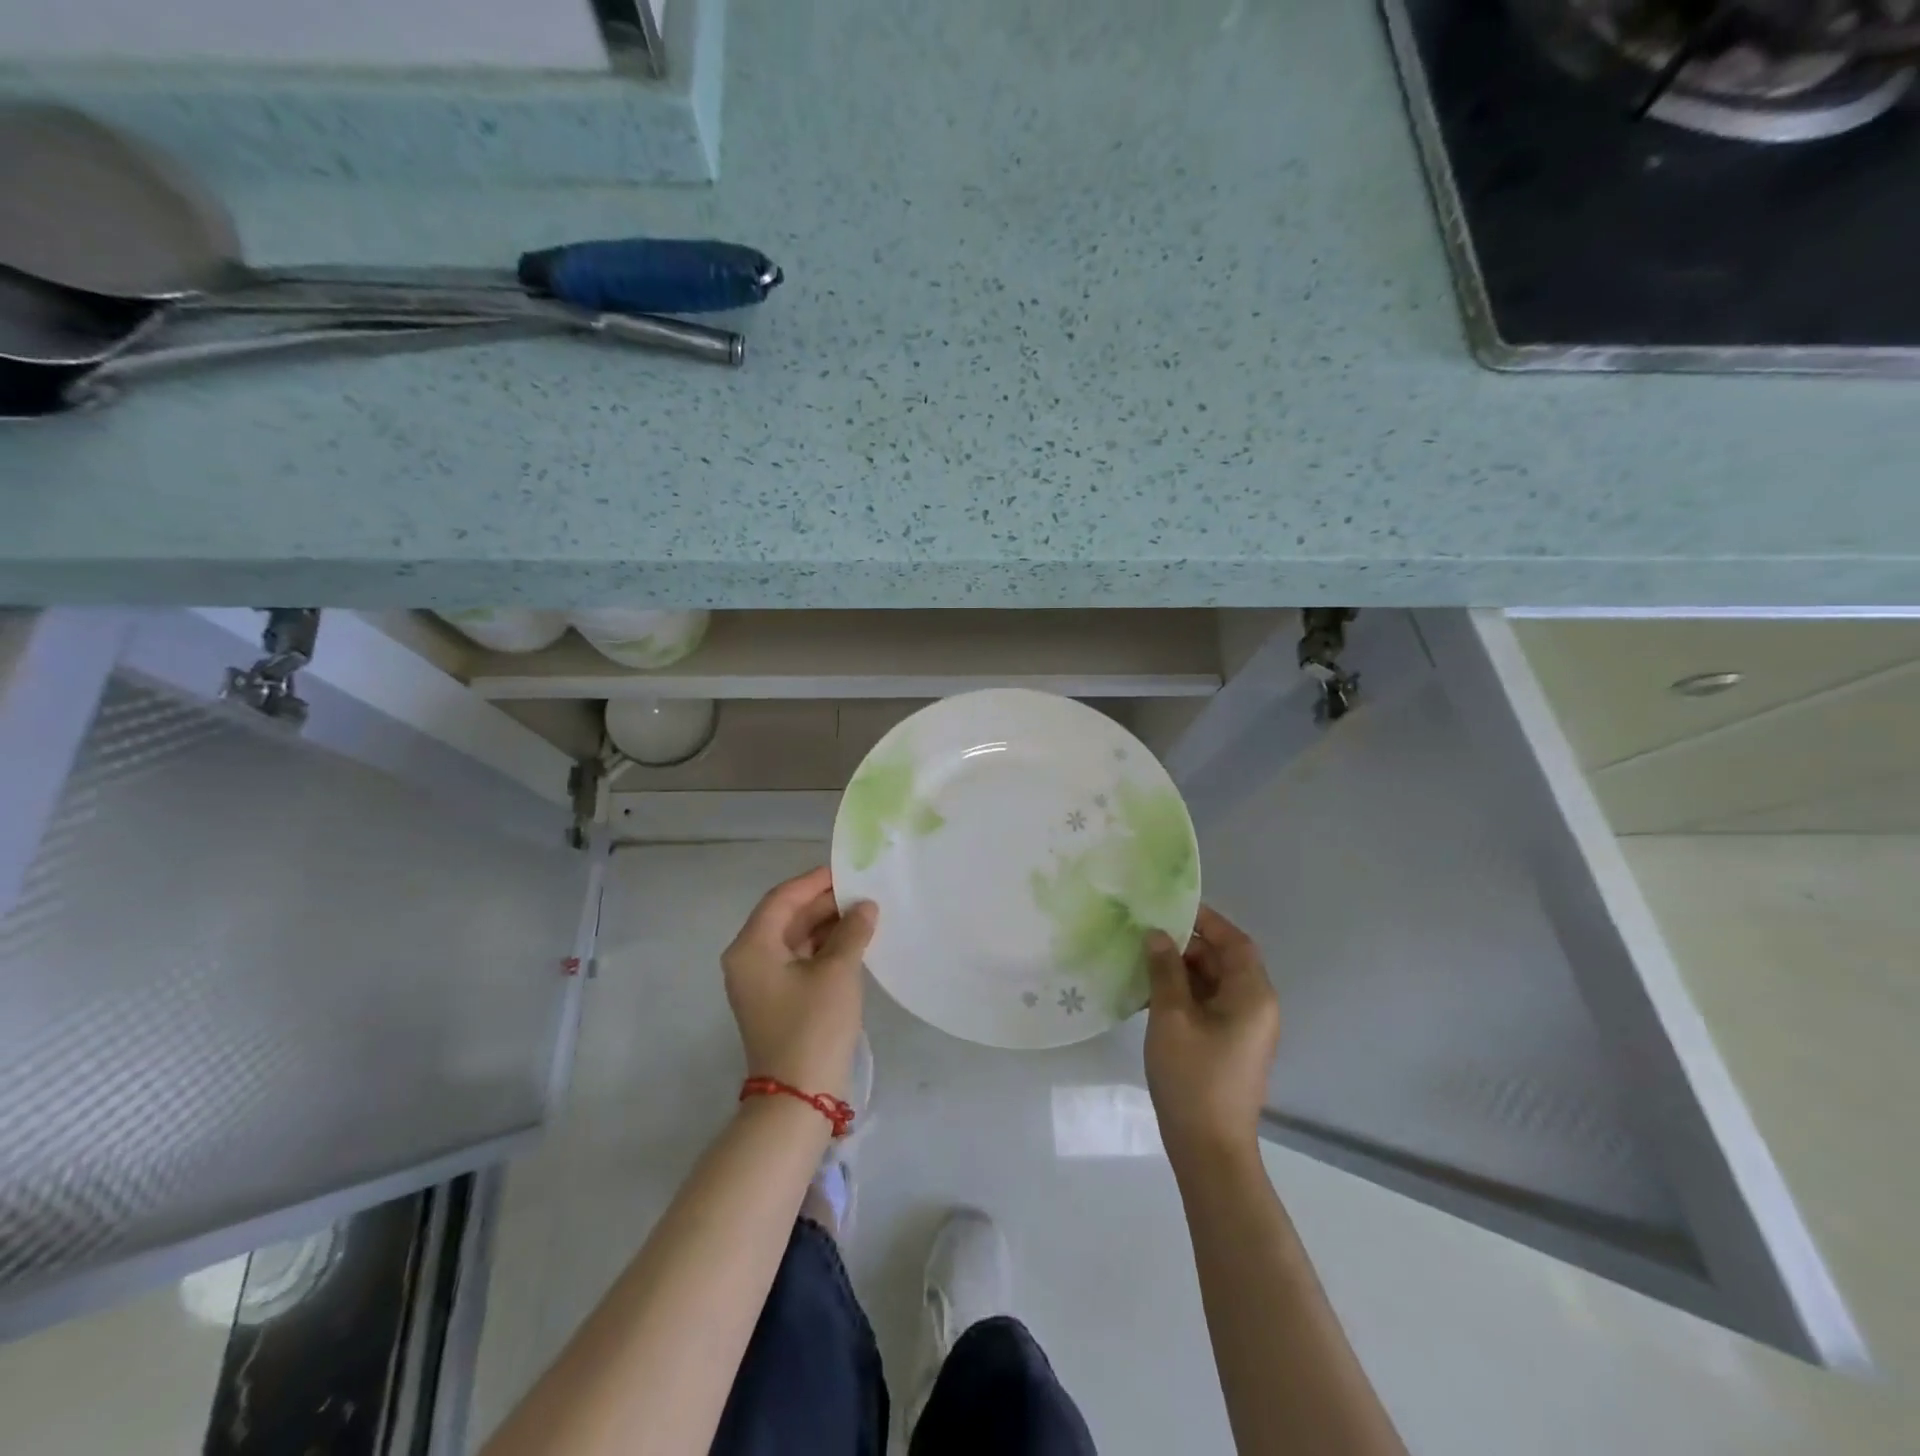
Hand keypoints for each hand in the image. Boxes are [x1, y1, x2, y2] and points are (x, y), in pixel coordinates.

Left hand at [721, 866, 876, 1099]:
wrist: (798, 1097)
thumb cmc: (813, 1026)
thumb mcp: (837, 972)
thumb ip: (851, 931)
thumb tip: (865, 906)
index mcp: (751, 947)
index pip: (782, 898)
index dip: (815, 881)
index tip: (847, 871)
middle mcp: (748, 960)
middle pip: (786, 917)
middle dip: (823, 903)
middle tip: (862, 892)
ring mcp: (761, 982)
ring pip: (794, 939)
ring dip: (826, 926)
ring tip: (864, 913)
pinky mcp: (776, 1000)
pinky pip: (798, 961)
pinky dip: (823, 949)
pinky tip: (853, 942)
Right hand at [1144, 905, 1280, 1167]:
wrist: (1209, 1149)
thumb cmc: (1193, 1077)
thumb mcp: (1172, 1017)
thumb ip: (1165, 970)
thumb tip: (1158, 935)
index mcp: (1252, 995)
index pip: (1235, 942)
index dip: (1206, 920)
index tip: (1171, 907)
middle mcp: (1256, 1007)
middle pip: (1224, 961)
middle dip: (1188, 945)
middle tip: (1147, 934)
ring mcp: (1244, 1029)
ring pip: (1213, 984)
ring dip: (1182, 970)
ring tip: (1142, 961)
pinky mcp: (1229, 1046)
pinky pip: (1209, 1006)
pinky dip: (1184, 994)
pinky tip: (1149, 995)